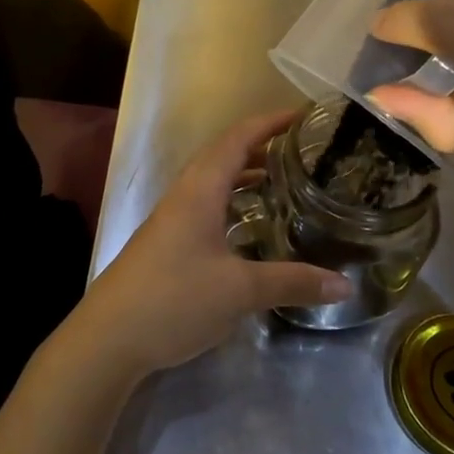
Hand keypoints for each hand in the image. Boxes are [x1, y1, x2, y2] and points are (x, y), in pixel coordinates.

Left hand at [71, 111, 352, 378]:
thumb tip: (344, 284)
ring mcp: (173, 218)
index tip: (304, 116)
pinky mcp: (168, 241)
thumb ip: (292, 282)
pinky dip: (233, 203)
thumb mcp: (240, 290)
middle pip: (225, 155)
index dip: (270, 122)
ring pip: (214, 182)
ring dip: (246, 175)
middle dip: (262, 147)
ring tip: (284, 182)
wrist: (109, 337)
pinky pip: (207, 205)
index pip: (238, 138)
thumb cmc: (175, 299)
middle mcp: (185, 194)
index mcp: (200, 189)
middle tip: (303, 152)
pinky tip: (251, 227)